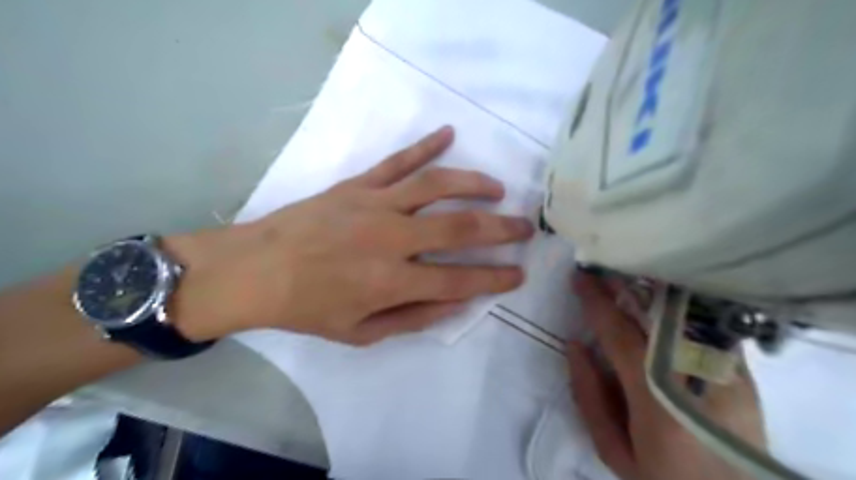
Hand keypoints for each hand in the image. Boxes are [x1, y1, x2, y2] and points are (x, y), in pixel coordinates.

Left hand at [170, 126, 532, 344]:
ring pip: (436, 185)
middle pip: (460, 228)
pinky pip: (398, 161)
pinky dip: (425, 146)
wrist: (255, 269)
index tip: (519, 273)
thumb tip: (456, 303)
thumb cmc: (307, 307)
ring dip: (474, 184)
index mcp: (391, 282)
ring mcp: (375, 204)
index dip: (495, 279)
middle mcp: (391, 239)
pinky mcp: (358, 185)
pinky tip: (448, 133)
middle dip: (501, 229)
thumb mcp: (360, 333)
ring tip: (498, 189)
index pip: (460, 281)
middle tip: (525, 227)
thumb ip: (412, 319)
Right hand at [566, 271, 761, 478]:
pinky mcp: (744, 374)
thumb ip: (588, 395)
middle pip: (655, 316)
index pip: (620, 334)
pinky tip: (661, 297)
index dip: (596, 302)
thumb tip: (575, 344)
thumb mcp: (614, 450)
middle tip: (602, 267)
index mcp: (657, 399)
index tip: (579, 278)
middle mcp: (696, 377)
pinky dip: (679, 307)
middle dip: (625, 286)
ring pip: (684, 315)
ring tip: (627, 276)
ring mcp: (726, 372)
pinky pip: (705, 326)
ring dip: (652, 291)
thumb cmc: (665, 477)